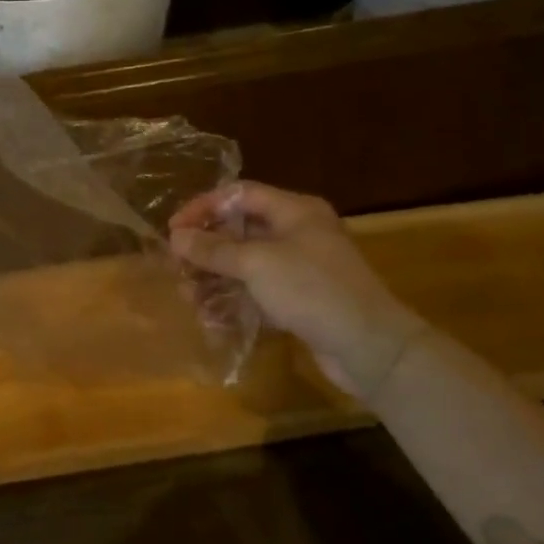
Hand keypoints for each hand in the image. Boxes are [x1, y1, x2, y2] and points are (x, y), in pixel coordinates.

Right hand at [170, 182, 424, 402]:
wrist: (369, 348)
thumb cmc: (312, 290)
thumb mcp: (257, 264)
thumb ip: (213, 249)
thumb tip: (176, 237)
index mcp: (294, 211)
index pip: (238, 195)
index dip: (203, 208)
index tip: (173, 230)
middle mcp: (297, 233)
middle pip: (239, 231)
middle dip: (205, 251)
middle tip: (178, 269)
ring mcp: (299, 268)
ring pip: (245, 265)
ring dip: (214, 280)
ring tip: (190, 299)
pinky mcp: (300, 300)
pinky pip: (257, 293)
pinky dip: (234, 301)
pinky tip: (213, 319)